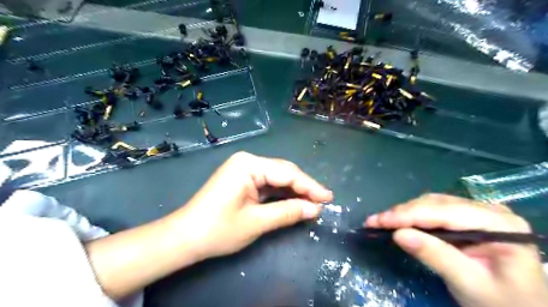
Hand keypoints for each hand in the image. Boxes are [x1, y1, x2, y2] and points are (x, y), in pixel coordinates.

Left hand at [171, 151, 334, 261]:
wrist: (185, 237)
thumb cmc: (218, 230)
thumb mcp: (257, 222)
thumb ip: (288, 212)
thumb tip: (315, 209)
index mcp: (248, 165)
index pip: (288, 173)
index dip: (310, 186)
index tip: (329, 198)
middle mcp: (247, 161)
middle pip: (284, 172)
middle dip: (304, 187)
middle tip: (323, 202)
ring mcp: (244, 169)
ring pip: (277, 178)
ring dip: (294, 191)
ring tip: (313, 203)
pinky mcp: (242, 179)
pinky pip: (268, 184)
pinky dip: (281, 194)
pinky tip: (294, 201)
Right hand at [363, 194, 547, 306]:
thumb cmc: (503, 303)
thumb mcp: (470, 284)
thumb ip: (436, 256)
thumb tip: (398, 234)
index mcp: (500, 224)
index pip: (444, 212)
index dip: (408, 215)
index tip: (379, 221)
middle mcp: (488, 210)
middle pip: (435, 204)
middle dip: (402, 213)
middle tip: (374, 222)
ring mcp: (476, 212)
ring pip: (431, 204)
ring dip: (404, 213)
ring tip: (381, 222)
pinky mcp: (465, 218)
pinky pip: (433, 211)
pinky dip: (412, 217)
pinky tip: (398, 222)